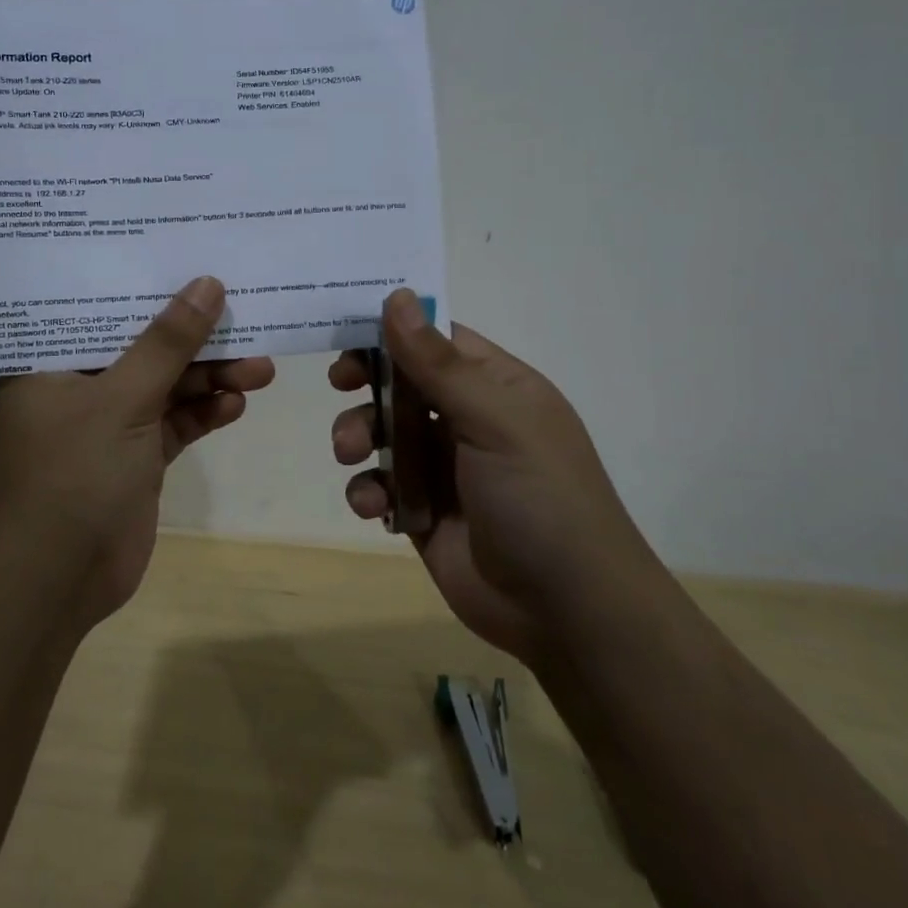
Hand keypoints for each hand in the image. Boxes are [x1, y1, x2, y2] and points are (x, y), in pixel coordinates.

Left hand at [0, 276, 274, 631]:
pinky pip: (175, 423)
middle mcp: (77, 384)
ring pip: (166, 384)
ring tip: (259, 367)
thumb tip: (208, 284)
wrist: (51, 586)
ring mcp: (108, 423)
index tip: (191, 253)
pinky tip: (236, 403)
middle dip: (194, 336)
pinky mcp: (135, 457)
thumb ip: (167, 344)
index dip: (144, 279)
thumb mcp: (120, 401)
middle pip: (143, 344)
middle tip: (245, 315)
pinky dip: (204, 413)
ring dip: (210, 377)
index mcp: (50, 360)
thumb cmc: (68, 477)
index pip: (98, 304)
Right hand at [329, 289, 656, 666]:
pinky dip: (368, 489)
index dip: (394, 329)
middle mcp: (469, 419)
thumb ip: (438, 362)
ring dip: (357, 435)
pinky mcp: (422, 511)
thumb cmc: (540, 497)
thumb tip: (397, 296)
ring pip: (383, 432)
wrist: (567, 610)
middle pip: (402, 382)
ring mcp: (444, 467)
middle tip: (341, 384)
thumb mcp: (494, 420)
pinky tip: (372, 505)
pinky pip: (381, 484)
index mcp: (496, 386)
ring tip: (349, 453)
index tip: (348, 328)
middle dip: (367, 383)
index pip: (437, 339)